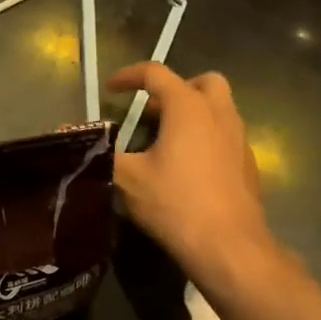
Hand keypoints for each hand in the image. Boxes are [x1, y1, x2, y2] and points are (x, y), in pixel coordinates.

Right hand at [107, 64, 273, 278]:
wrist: (229, 246)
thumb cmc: (175, 203)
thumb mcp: (128, 178)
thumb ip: (101, 152)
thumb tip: (71, 136)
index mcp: (188, 107)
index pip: (156, 73)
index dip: (129, 76)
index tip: (110, 89)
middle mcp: (219, 114)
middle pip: (202, 82)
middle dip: (175, 89)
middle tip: (152, 113)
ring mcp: (239, 139)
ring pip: (219, 109)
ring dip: (192, 114)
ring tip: (165, 141)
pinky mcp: (248, 164)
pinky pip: (226, 136)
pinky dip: (206, 138)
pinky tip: (189, 168)